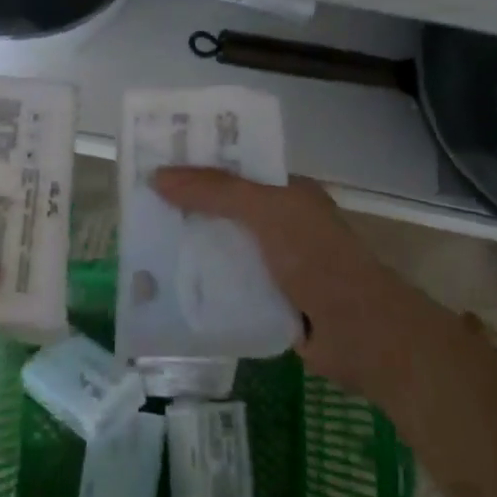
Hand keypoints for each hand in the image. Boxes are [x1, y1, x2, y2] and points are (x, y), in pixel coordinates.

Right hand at [150, 169, 447, 401]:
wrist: (359, 332)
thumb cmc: (316, 258)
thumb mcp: (267, 211)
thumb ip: (215, 191)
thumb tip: (158, 176)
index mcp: (288, 192)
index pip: (236, 168)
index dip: (199, 164)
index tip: (155, 164)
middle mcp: (281, 223)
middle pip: (225, 209)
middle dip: (186, 208)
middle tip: (137, 204)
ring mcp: (275, 264)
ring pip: (223, 247)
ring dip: (191, 248)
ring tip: (142, 243)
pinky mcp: (267, 300)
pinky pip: (226, 284)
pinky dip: (202, 283)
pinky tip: (167, 285)